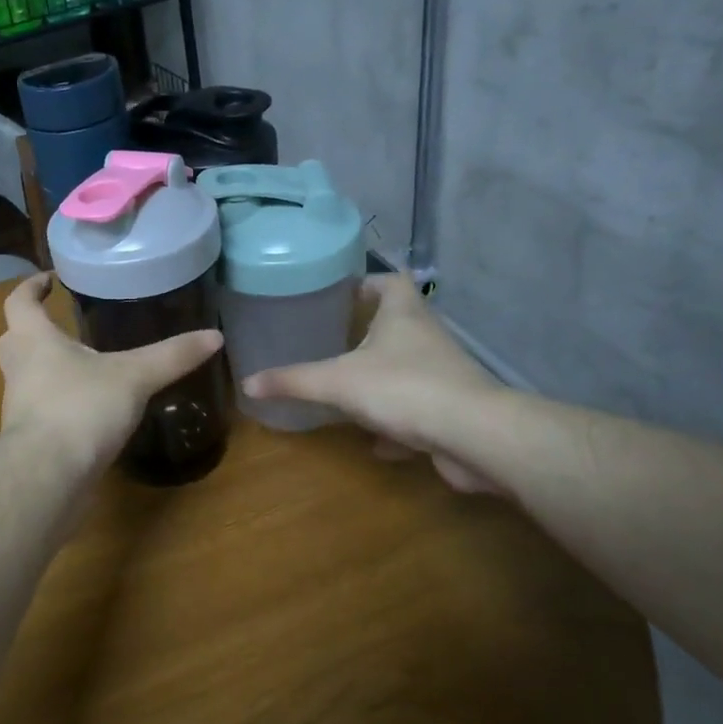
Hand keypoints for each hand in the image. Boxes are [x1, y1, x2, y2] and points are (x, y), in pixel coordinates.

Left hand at [0, 273, 223, 474]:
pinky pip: (40, 409)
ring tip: (83, 366)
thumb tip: (215, 336)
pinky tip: (88, 409)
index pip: (19, 302)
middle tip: (63, 324)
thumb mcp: (134, 377)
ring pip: (26, 376)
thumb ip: (171, 356)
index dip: (30, 286)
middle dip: (35, 328)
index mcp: (33, 340)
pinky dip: (58, 403)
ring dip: (46, 367)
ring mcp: (19, 406)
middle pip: (15, 338)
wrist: (47, 477)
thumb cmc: (81, 408)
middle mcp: (18, 368)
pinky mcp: (29, 439)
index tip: (48, 279)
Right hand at [242, 274, 509, 493]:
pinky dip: (398, 423)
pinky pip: (419, 409)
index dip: (368, 283)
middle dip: (369, 333)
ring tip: (348, 389)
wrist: (475, 436)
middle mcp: (427, 337)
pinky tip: (376, 442)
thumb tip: (247, 382)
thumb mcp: (337, 382)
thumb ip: (293, 381)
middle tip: (334, 342)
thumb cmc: (403, 389)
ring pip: (409, 368)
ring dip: (383, 378)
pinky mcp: (453, 410)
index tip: (343, 295)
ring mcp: (444, 374)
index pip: (390, 281)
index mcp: (403, 314)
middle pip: (399, 323)